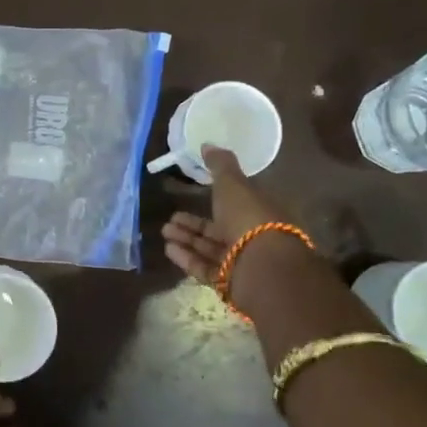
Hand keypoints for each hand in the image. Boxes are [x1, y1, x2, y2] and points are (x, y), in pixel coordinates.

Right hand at [161, 145, 294, 283]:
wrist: (262, 265)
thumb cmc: (249, 218)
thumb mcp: (233, 184)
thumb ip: (220, 165)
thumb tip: (208, 144)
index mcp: (258, 211)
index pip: (234, 205)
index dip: (212, 200)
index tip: (189, 196)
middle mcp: (252, 237)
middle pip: (218, 229)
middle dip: (193, 223)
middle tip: (170, 218)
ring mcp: (241, 262)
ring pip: (210, 249)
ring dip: (186, 239)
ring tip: (164, 231)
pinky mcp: (230, 282)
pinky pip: (206, 268)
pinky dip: (187, 258)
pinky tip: (169, 249)